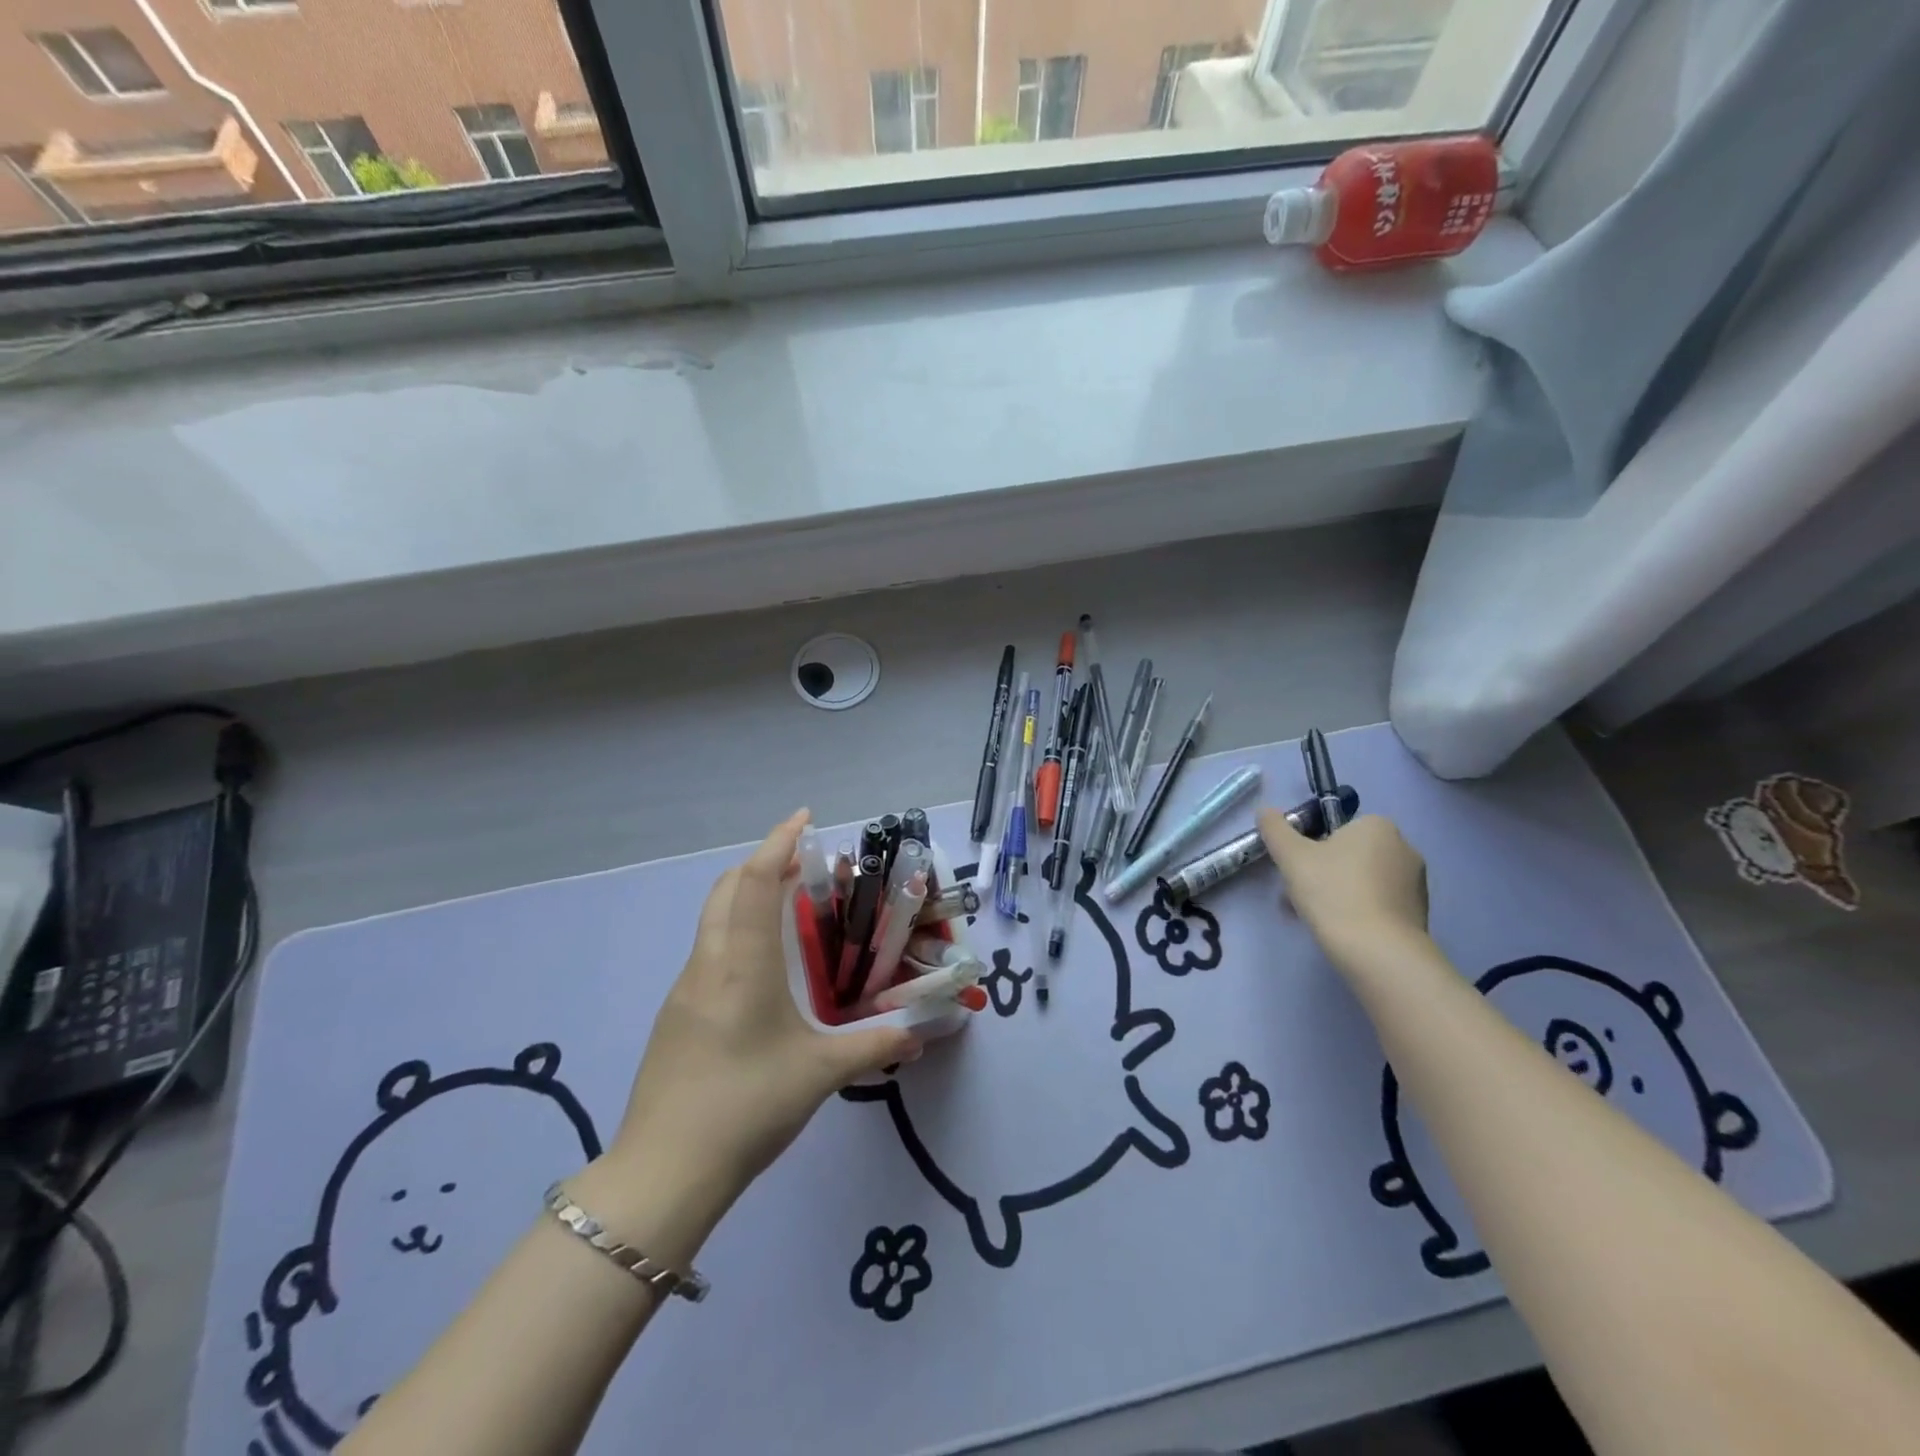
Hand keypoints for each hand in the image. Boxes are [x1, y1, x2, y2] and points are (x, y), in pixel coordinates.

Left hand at [603, 811, 921, 1205]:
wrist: (663, 1172)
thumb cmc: (747, 1107)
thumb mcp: (820, 1074)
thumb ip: (874, 1047)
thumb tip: (919, 1035)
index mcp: (743, 965)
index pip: (755, 883)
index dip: (778, 844)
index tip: (803, 819)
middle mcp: (708, 965)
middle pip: (726, 890)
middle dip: (760, 863)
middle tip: (801, 862)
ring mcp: (684, 990)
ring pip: (712, 919)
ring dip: (744, 896)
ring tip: (785, 906)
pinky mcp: (674, 1017)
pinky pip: (707, 951)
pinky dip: (734, 930)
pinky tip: (759, 966)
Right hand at [1257, 810, 1429, 964]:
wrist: (1379, 952)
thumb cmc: (1333, 893)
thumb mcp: (1291, 856)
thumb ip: (1275, 828)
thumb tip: (1265, 810)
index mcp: (1377, 826)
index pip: (1336, 828)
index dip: (1311, 847)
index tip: (1295, 870)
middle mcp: (1403, 847)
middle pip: (1347, 855)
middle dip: (1320, 873)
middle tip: (1297, 896)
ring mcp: (1415, 883)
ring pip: (1361, 881)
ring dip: (1335, 893)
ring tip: (1312, 918)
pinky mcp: (1418, 913)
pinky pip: (1378, 904)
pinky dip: (1357, 911)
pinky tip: (1340, 931)